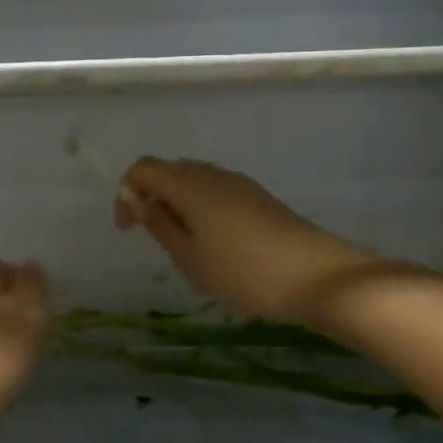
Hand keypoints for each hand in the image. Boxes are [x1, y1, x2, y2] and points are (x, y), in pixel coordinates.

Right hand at [114, 158, 378, 324]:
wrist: (316, 274)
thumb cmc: (243, 272)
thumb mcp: (189, 257)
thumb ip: (158, 223)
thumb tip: (134, 197)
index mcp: (189, 184)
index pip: (143, 168)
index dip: (126, 193)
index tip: (128, 230)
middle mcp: (212, 173)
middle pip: (169, 171)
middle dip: (152, 198)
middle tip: (156, 240)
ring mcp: (238, 183)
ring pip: (194, 181)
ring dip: (178, 205)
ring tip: (186, 247)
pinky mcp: (257, 196)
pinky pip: (216, 192)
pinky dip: (202, 209)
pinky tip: (215, 244)